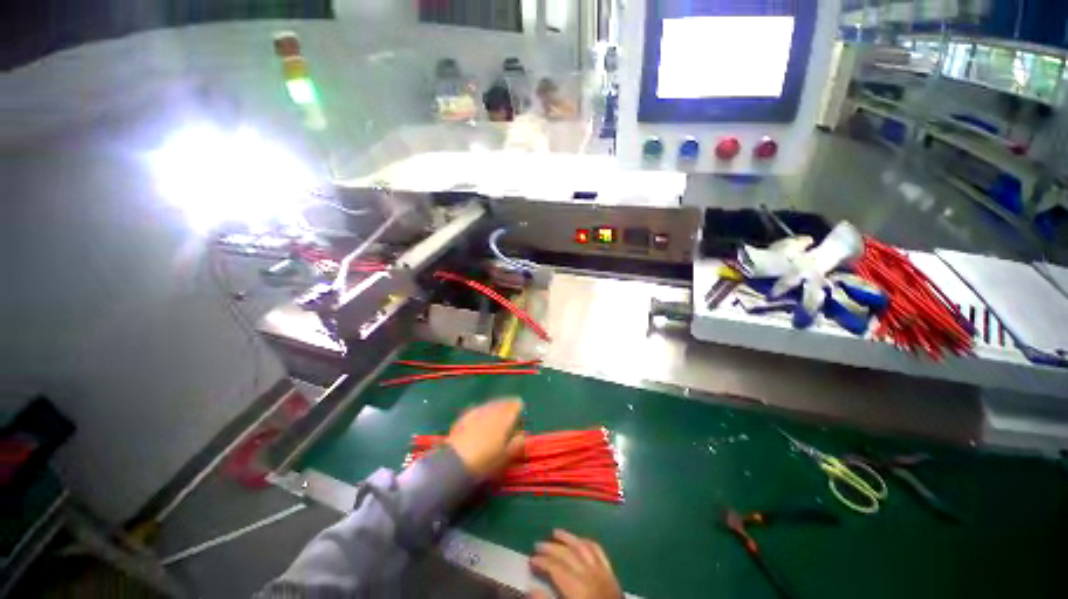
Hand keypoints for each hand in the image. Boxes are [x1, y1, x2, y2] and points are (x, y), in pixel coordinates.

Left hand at [446, 398, 524, 478]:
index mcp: (505, 417)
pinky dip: (481, 412)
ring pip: (489, 404)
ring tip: (496, 415)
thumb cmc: (486, 462)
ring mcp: (476, 411)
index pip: (516, 404)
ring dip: (494, 408)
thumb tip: (522, 434)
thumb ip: (518, 443)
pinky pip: (477, 409)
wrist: (456, 465)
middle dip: (507, 406)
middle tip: (509, 413)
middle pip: (502, 402)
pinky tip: (480, 418)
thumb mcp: (507, 456)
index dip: (519, 408)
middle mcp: (492, 410)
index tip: (520, 415)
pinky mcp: (463, 417)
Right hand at [529, 530, 621, 598]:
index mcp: (577, 588)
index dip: (542, 562)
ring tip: (556, 532)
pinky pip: (598, 551)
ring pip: (582, 547)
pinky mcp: (611, 573)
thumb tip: (530, 588)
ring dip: (568, 538)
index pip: (555, 568)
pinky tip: (580, 540)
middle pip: (567, 554)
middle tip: (538, 544)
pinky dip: (587, 542)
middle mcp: (590, 574)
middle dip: (551, 548)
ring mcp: (602, 571)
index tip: (530, 559)